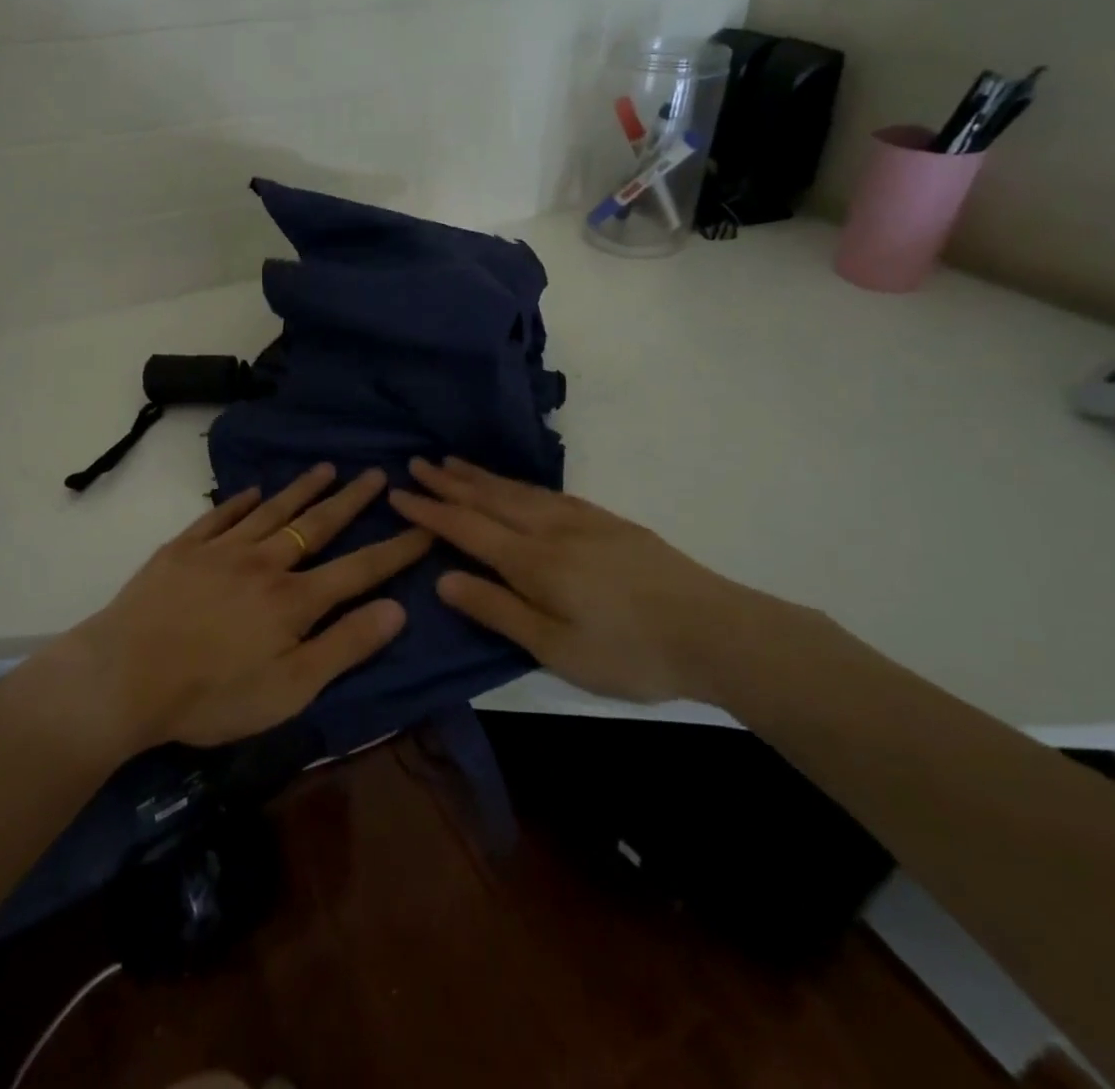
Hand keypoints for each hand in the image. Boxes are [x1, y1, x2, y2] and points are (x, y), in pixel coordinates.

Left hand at [64, 464, 430, 750]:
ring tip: (325, 468)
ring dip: (301, 489)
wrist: (123, 677)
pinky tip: (251, 491)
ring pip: (270, 511)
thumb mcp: (290, 689)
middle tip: (376, 473)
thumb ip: (345, 647)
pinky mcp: (182, 549)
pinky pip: (218, 516)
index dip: (396, 548)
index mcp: (294, 600)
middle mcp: (263, 563)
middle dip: (351, 500)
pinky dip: (238, 501)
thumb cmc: (211, 695)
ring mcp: (220, 550)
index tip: (424, 525)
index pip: (359, 568)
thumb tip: (398, 610)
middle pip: (316, 525)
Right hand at [389, 457, 762, 703]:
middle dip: (449, 482)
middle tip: (417, 463)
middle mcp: (551, 528)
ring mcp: (582, 519)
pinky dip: (517, 483)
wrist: (715, 630)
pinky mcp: (606, 520)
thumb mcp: (555, 649)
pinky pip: (546, 491)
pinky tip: (515, 485)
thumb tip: (443, 579)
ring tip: (453, 462)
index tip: (398, 494)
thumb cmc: (629, 652)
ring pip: (518, 490)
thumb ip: (497, 609)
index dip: (430, 511)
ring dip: (480, 476)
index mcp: (533, 561)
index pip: (467, 528)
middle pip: (490, 498)